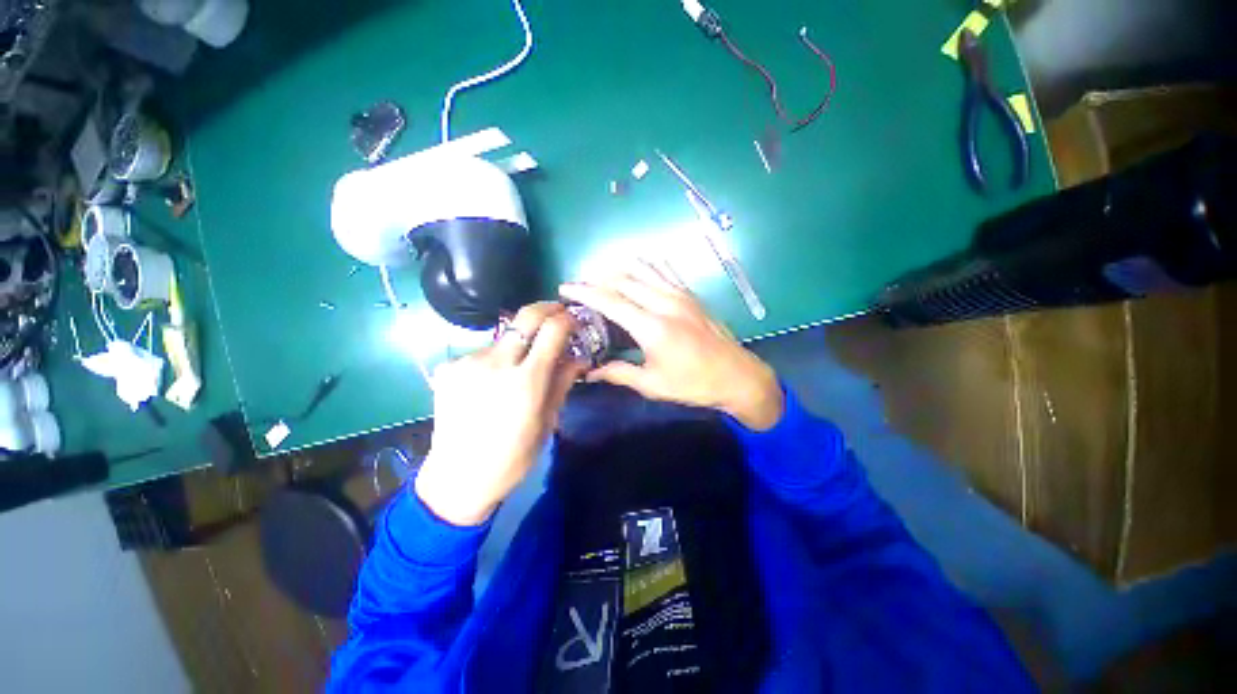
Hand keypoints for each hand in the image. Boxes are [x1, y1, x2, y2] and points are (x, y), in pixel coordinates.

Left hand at [414, 302, 586, 525]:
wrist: (457, 478)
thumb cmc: (512, 457)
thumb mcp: (547, 422)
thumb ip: (562, 382)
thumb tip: (580, 357)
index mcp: (525, 381)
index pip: (552, 330)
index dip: (567, 319)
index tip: (574, 320)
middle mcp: (495, 363)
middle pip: (525, 315)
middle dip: (547, 308)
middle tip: (558, 314)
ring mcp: (468, 362)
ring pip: (504, 336)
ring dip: (519, 342)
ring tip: (520, 365)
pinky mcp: (449, 367)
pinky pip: (483, 352)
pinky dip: (496, 359)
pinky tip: (492, 381)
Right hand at [559, 263, 783, 430]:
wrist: (737, 375)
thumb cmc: (693, 384)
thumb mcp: (652, 385)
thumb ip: (618, 373)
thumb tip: (590, 373)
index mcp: (652, 327)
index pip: (610, 301)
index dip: (584, 292)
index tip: (565, 288)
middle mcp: (664, 302)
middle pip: (623, 279)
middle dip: (597, 279)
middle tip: (580, 286)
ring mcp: (680, 294)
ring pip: (642, 269)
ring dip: (618, 269)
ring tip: (602, 278)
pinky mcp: (690, 293)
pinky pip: (663, 270)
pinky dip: (644, 267)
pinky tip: (635, 271)